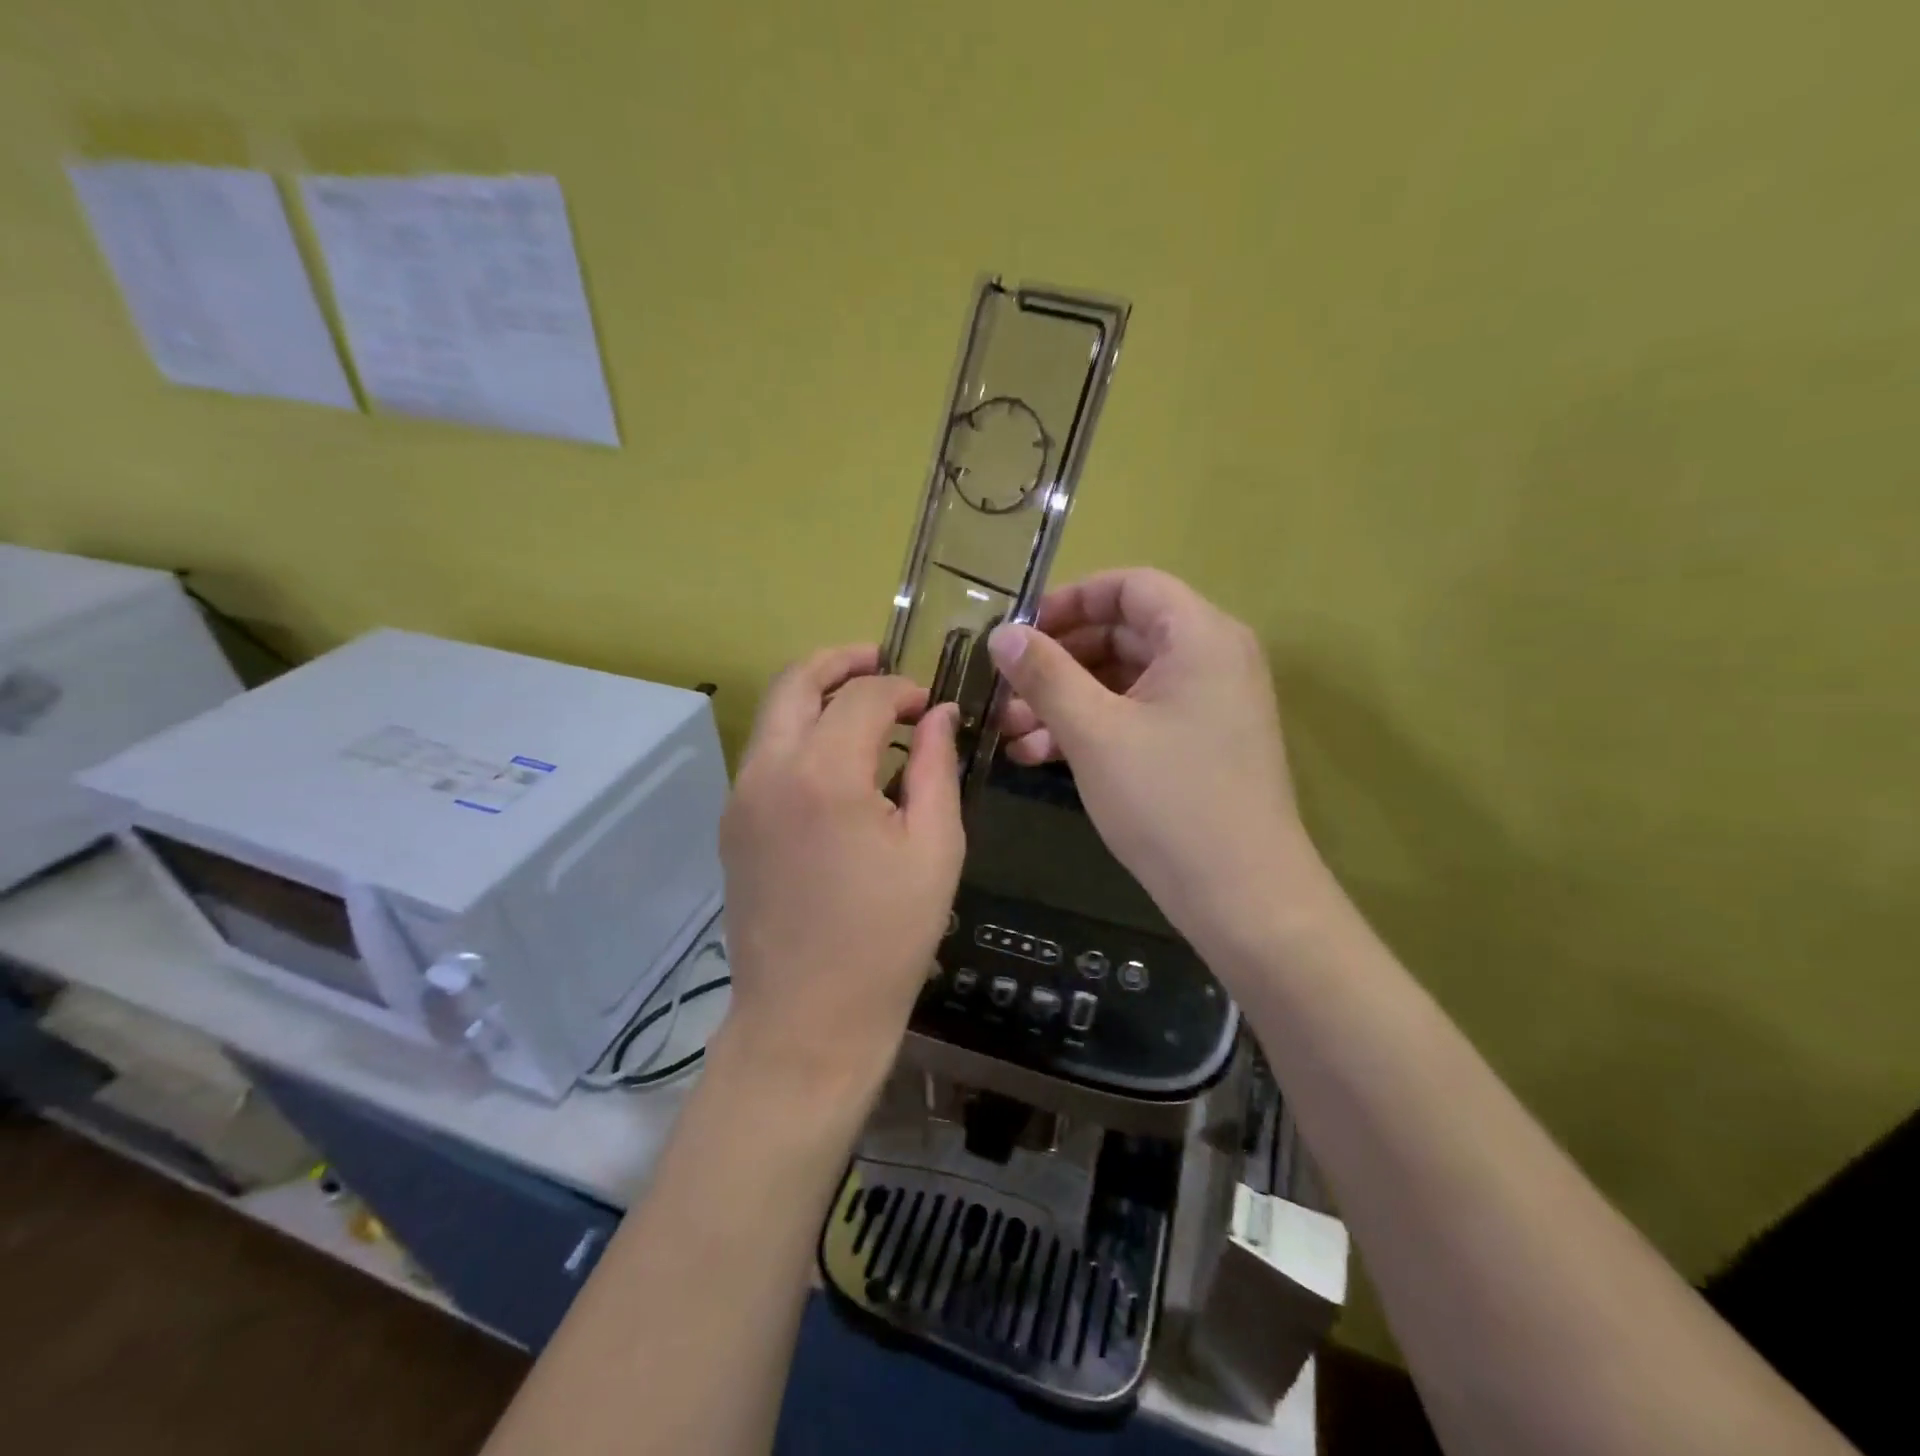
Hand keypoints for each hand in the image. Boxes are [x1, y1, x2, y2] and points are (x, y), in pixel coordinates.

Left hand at [718, 645, 963, 1103]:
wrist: (808, 1019)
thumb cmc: (887, 939)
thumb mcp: (935, 849)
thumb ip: (937, 768)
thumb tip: (940, 715)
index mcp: (824, 775)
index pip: (863, 696)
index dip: (902, 689)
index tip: (932, 706)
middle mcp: (768, 772)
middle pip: (795, 682)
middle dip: (842, 662)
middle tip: (883, 662)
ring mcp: (741, 797)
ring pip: (774, 715)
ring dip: (817, 696)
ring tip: (865, 710)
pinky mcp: (733, 824)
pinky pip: (766, 754)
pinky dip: (801, 734)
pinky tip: (839, 762)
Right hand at [988, 570, 1315, 961]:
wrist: (1242, 897)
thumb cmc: (1168, 801)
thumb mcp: (1094, 732)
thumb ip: (1045, 674)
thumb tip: (1002, 633)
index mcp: (1199, 636)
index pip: (1129, 586)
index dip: (1068, 600)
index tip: (1019, 631)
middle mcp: (1209, 659)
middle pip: (1121, 634)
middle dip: (1056, 661)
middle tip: (1004, 688)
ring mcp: (1204, 705)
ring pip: (1121, 681)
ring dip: (1064, 700)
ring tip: (1008, 731)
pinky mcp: (1195, 744)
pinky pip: (1135, 716)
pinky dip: (1090, 728)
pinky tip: (1038, 755)